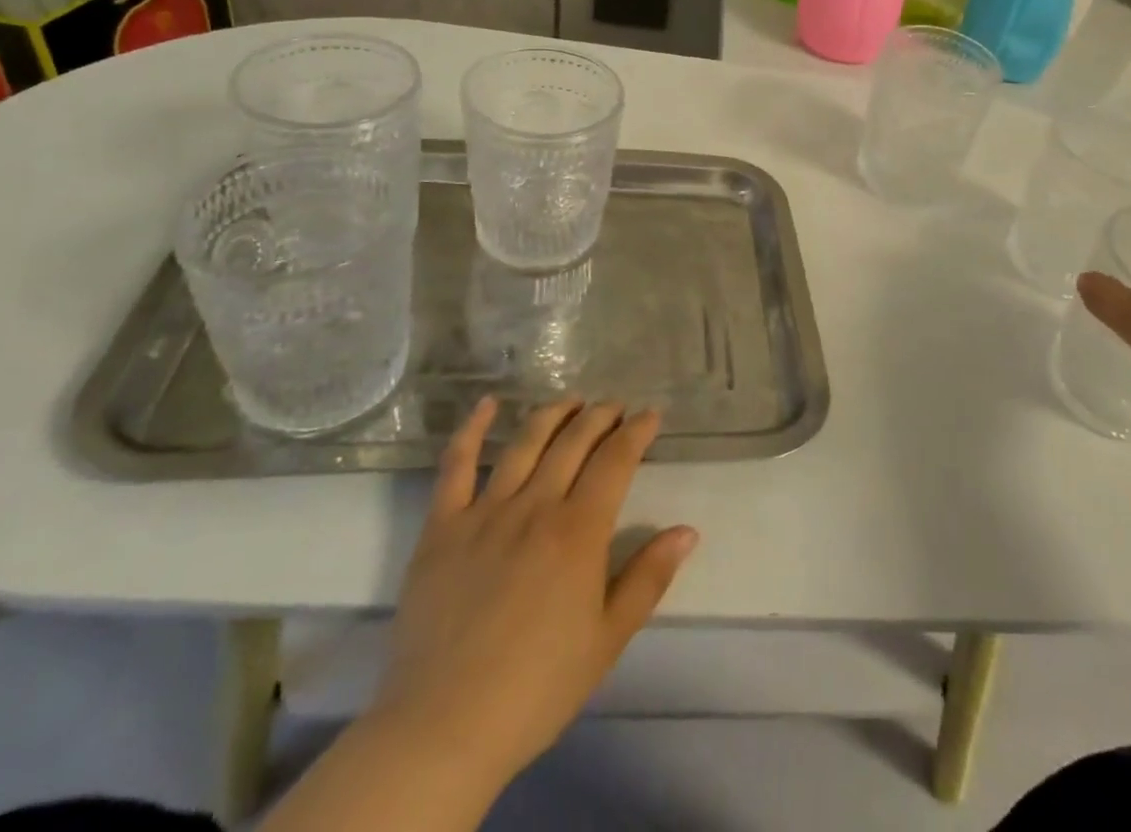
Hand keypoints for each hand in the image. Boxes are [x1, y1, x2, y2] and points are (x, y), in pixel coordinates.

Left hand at [371, 399, 697, 789]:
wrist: (443, 728)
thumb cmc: (537, 687)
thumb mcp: (608, 639)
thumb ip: (648, 578)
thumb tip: (688, 531)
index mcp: (579, 531)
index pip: (615, 460)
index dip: (636, 431)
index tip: (650, 414)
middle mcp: (535, 506)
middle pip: (574, 442)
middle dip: (600, 416)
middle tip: (615, 406)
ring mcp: (485, 512)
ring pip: (524, 443)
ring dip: (552, 414)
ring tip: (571, 401)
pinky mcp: (442, 527)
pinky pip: (456, 466)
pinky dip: (471, 429)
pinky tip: (486, 404)